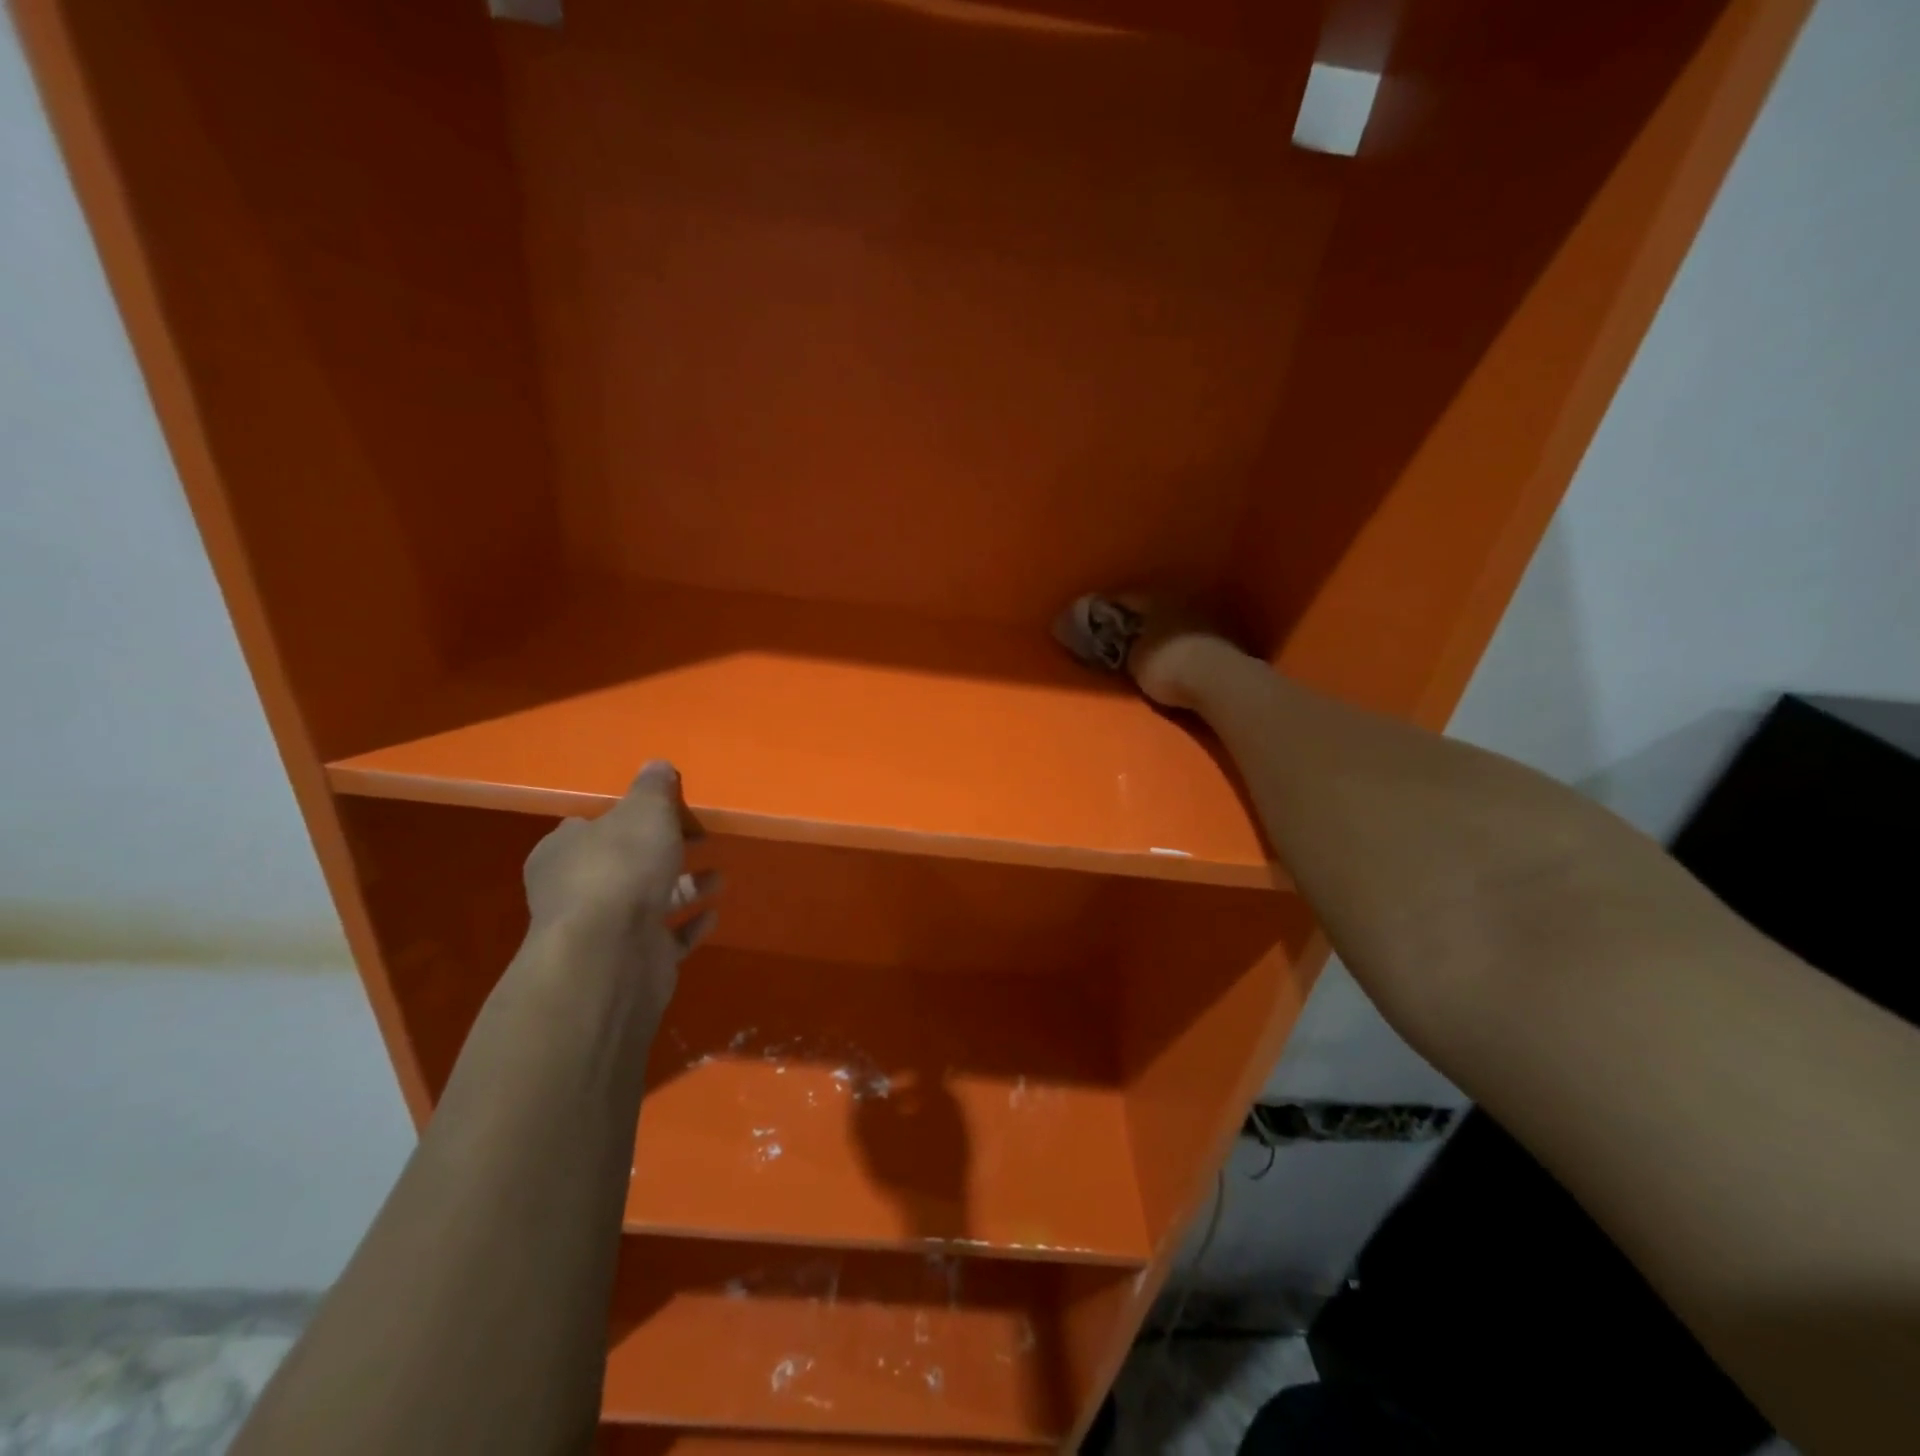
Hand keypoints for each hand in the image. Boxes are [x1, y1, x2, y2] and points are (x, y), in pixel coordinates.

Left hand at [520, 761, 718, 1020]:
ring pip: (651, 900)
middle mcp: (579, 890)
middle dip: (663, 851)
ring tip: (719, 875)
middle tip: (700, 837)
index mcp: (565, 850)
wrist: (610, 954)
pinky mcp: (635, 960)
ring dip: (685, 886)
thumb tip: (657, 766)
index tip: (664, 809)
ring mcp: (607, 929)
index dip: (626, 816)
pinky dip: (691, 924)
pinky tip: (714, 912)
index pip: (591, 825)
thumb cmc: (620, 868)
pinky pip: (669, 938)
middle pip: (626, 862)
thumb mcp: (643, 811)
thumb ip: (653, 789)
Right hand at [1109, 594, 1248, 710]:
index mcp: (1154, 599)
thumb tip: (1122, 642)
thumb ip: (1125, 648)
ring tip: (1148, 645)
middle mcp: (1180, 600)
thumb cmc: (1168, 666)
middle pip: (1152, 606)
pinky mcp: (1222, 636)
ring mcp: (1205, 616)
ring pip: (1174, 619)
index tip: (1094, 620)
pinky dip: (1180, 641)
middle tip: (1122, 632)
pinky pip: (1191, 635)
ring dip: (1162, 629)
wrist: (1220, 681)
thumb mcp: (1134, 661)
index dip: (1106, 610)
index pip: (1124, 598)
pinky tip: (1174, 653)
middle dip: (1138, 618)